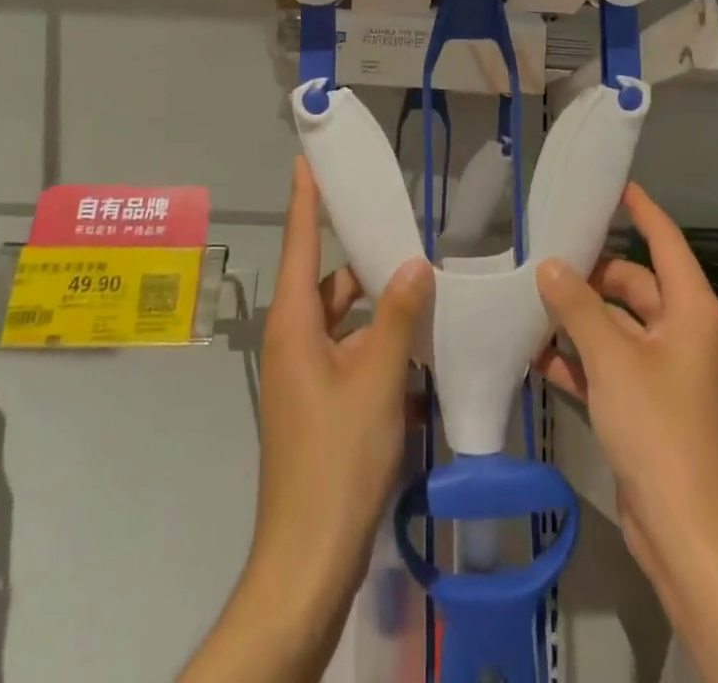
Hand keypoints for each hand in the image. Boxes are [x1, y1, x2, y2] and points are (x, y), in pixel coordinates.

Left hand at [250, 156, 433, 603]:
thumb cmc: (338, 458)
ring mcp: (305, 375)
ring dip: (378, 309)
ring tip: (423, 288)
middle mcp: (294, 341)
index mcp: (294, 324)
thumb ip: (398, 317)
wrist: (309, 558)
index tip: (307, 160)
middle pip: (328, 282)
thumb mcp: (377, 380)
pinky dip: (379, 345)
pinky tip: (418, 349)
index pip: (300, 243)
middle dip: (363, 260)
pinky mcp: (319, 403)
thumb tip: (415, 265)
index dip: (305, 199)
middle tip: (403, 232)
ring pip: (344, 321)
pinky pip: (350, 353)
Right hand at [534, 184, 717, 602]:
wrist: (685, 532)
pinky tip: (536, 353)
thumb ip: (577, 306)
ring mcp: (664, 371)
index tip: (613, 186)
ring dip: (578, 316)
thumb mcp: (611, 357)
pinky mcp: (646, 405)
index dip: (642, 211)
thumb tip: (549, 264)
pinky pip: (608, 364)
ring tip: (530, 299)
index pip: (666, 242)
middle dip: (591, 273)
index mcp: (691, 311)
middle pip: (634, 284)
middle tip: (544, 254)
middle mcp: (681, 333)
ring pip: (616, 325)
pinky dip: (578, 357)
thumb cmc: (657, 428)